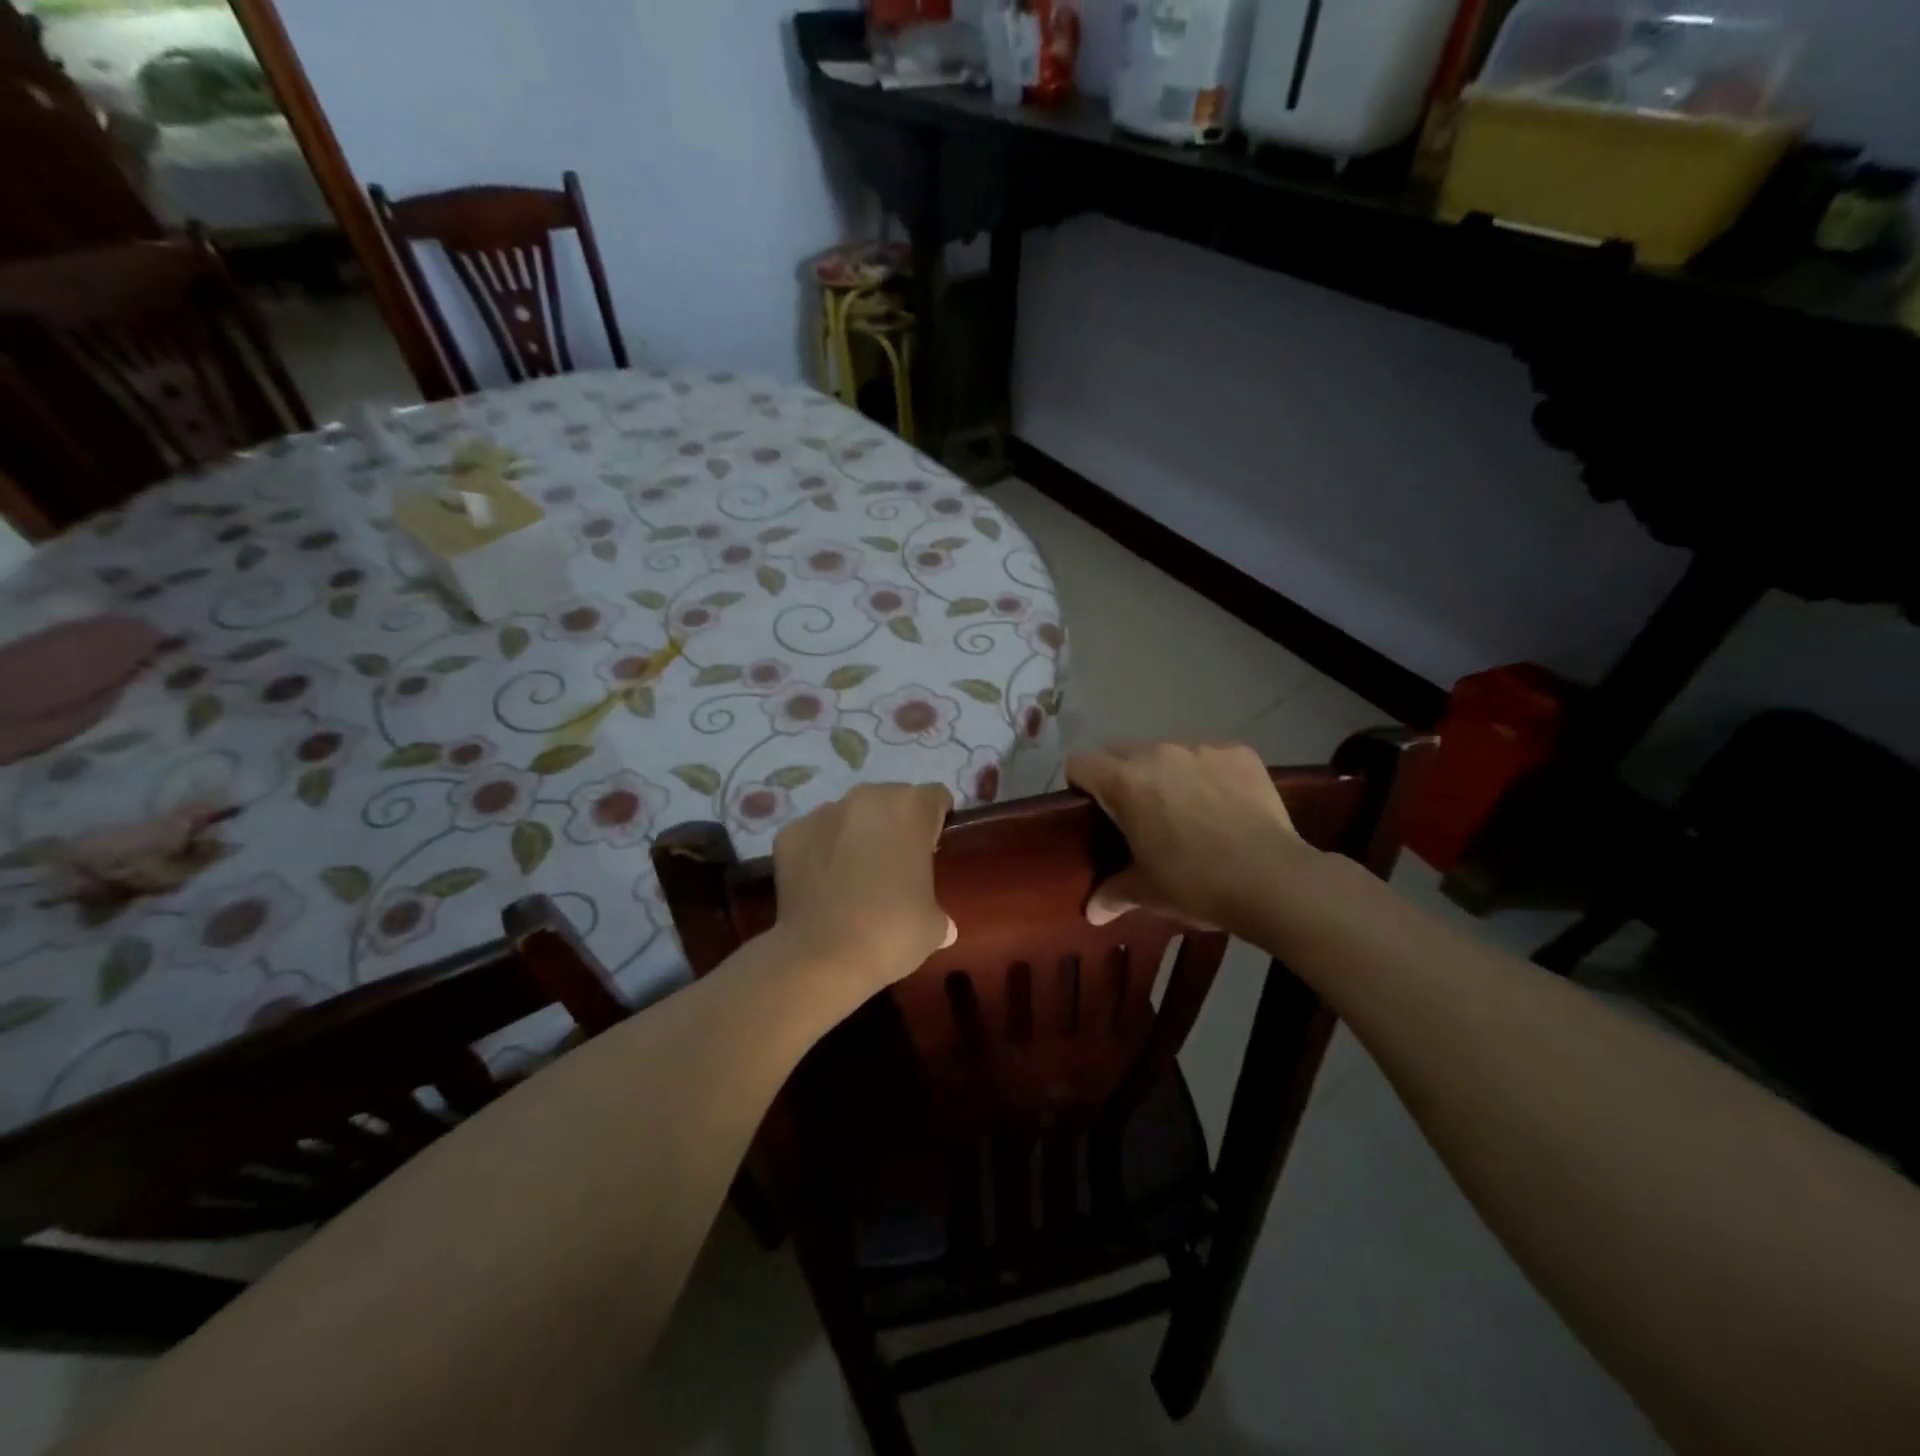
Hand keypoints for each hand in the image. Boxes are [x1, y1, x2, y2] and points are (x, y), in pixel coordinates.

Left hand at [770, 783, 955, 996]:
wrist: (822, 957)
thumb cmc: (891, 932)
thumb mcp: (934, 925)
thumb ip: (938, 910)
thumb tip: (943, 926)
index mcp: (911, 808)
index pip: (935, 797)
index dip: (936, 821)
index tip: (933, 848)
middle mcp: (867, 797)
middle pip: (891, 799)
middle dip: (895, 824)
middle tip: (895, 864)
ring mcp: (824, 812)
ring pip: (850, 814)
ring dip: (856, 834)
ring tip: (853, 874)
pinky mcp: (790, 833)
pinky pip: (814, 835)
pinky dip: (819, 851)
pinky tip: (821, 884)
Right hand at [1067, 742, 1314, 937]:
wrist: (1274, 880)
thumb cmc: (1197, 884)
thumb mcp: (1147, 893)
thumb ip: (1112, 894)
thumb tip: (1091, 912)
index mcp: (1125, 782)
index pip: (1080, 764)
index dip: (1081, 785)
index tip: (1094, 811)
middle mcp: (1158, 753)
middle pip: (1120, 751)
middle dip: (1120, 775)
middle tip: (1136, 813)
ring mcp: (1201, 748)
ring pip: (1165, 750)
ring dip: (1163, 772)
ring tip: (1184, 808)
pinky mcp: (1238, 752)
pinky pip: (1207, 755)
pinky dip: (1205, 773)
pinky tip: (1222, 804)